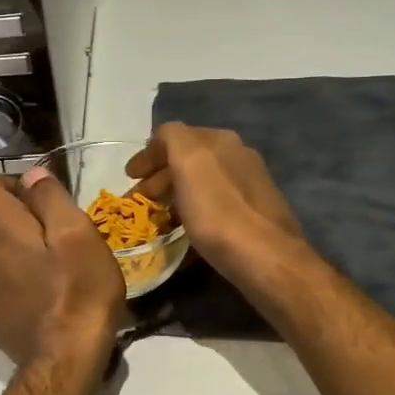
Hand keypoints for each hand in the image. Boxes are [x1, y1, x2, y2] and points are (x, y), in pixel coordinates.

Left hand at [0, 168, 124, 368]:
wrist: (64, 360)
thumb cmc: (78, 290)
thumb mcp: (78, 233)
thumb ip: (50, 198)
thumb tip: (31, 175)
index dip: (8, 181)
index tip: (39, 199)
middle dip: (15, 214)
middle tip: (55, 234)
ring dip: (14, 247)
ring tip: (52, 266)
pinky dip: (13, 276)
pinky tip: (42, 294)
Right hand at [126, 124, 304, 278]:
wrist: (265, 258)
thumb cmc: (218, 211)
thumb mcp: (188, 161)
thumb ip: (171, 138)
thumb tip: (162, 140)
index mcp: (222, 140)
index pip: (174, 136)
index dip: (148, 155)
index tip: (129, 178)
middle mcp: (240, 156)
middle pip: (189, 160)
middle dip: (160, 177)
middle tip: (139, 200)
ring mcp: (251, 186)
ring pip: (201, 183)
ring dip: (176, 195)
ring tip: (158, 218)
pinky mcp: (256, 215)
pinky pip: (215, 205)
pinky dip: (194, 211)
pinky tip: (187, 230)